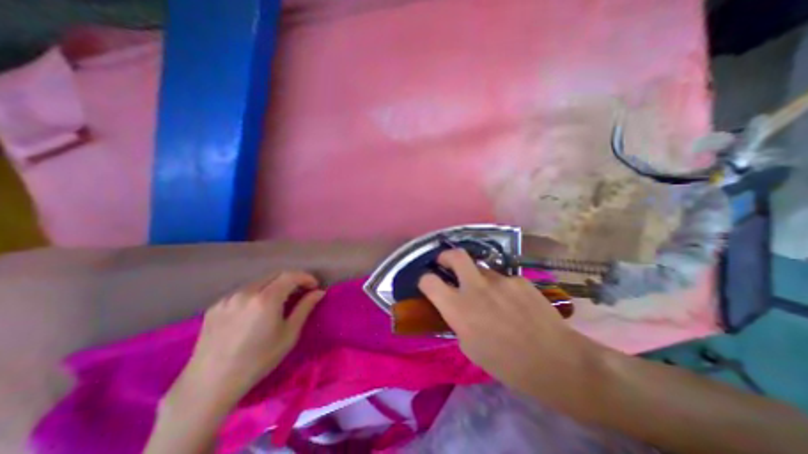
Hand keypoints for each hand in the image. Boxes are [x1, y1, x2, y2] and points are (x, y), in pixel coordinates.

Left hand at [172, 272, 323, 408]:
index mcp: (266, 299)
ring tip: (281, 301)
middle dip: (292, 279)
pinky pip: (243, 292)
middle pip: (276, 274)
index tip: (315, 286)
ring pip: (259, 282)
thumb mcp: (289, 334)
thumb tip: (319, 292)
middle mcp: (246, 292)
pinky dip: (257, 294)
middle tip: (301, 291)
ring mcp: (228, 298)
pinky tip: (257, 310)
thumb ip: (305, 308)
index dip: (306, 277)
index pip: (291, 275)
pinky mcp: (216, 306)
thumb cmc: (258, 360)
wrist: (209, 385)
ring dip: (275, 285)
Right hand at [421, 250, 594, 390]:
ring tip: (492, 296)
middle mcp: (476, 288)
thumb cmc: (507, 363)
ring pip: (482, 269)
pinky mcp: (519, 279)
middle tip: (447, 262)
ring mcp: (500, 280)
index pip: (429, 282)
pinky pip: (503, 279)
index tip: (427, 282)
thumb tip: (456, 307)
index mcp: (459, 308)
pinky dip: (501, 288)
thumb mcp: (470, 347)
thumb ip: (459, 320)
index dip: (425, 280)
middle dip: (446, 256)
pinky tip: (514, 304)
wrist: (556, 362)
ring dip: (478, 278)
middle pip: (456, 255)